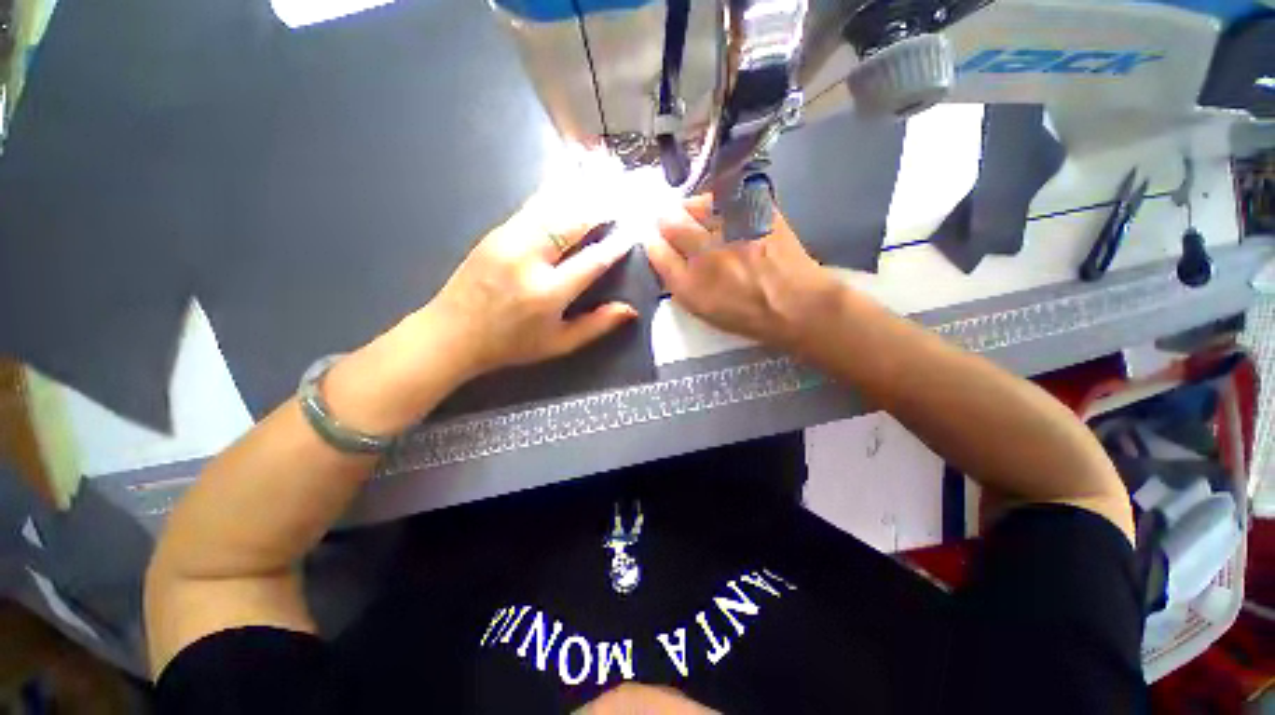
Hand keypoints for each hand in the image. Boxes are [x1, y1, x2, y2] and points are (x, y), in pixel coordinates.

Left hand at [424, 192, 637, 376]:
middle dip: (601, 209)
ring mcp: (508, 240)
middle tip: (623, 200)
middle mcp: (529, 259)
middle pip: (572, 222)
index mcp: (547, 293)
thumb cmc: (512, 344)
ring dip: (580, 196)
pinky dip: (556, 196)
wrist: (452, 333)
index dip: (616, 246)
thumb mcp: (559, 344)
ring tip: (603, 186)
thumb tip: (630, 310)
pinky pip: (533, 207)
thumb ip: (596, 326)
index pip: (592, 261)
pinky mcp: (496, 232)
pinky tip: (570, 189)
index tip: (633, 233)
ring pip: (552, 206)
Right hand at [646, 195, 843, 351]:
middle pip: (670, 221)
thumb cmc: (744, 312)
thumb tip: (659, 250)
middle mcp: (706, 252)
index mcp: (689, 283)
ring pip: (696, 203)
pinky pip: (728, 194)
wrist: (794, 303)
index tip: (660, 242)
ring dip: (692, 208)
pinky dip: (721, 200)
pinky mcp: (757, 210)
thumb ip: (675, 281)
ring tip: (701, 217)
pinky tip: (726, 211)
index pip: (656, 249)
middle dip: (668, 222)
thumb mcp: (701, 309)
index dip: (655, 243)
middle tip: (677, 227)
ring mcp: (733, 228)